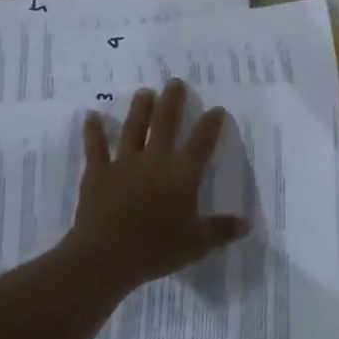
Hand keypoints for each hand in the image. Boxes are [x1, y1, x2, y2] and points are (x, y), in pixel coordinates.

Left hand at [60, 78, 250, 291]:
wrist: (106, 256)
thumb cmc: (157, 249)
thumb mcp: (197, 243)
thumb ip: (221, 230)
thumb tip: (247, 224)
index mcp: (183, 175)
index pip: (201, 143)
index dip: (210, 125)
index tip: (217, 109)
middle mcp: (156, 161)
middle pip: (166, 124)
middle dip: (172, 101)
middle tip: (175, 82)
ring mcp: (125, 164)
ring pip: (133, 129)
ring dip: (139, 109)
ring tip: (144, 91)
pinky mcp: (98, 173)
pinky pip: (96, 148)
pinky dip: (93, 132)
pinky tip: (91, 116)